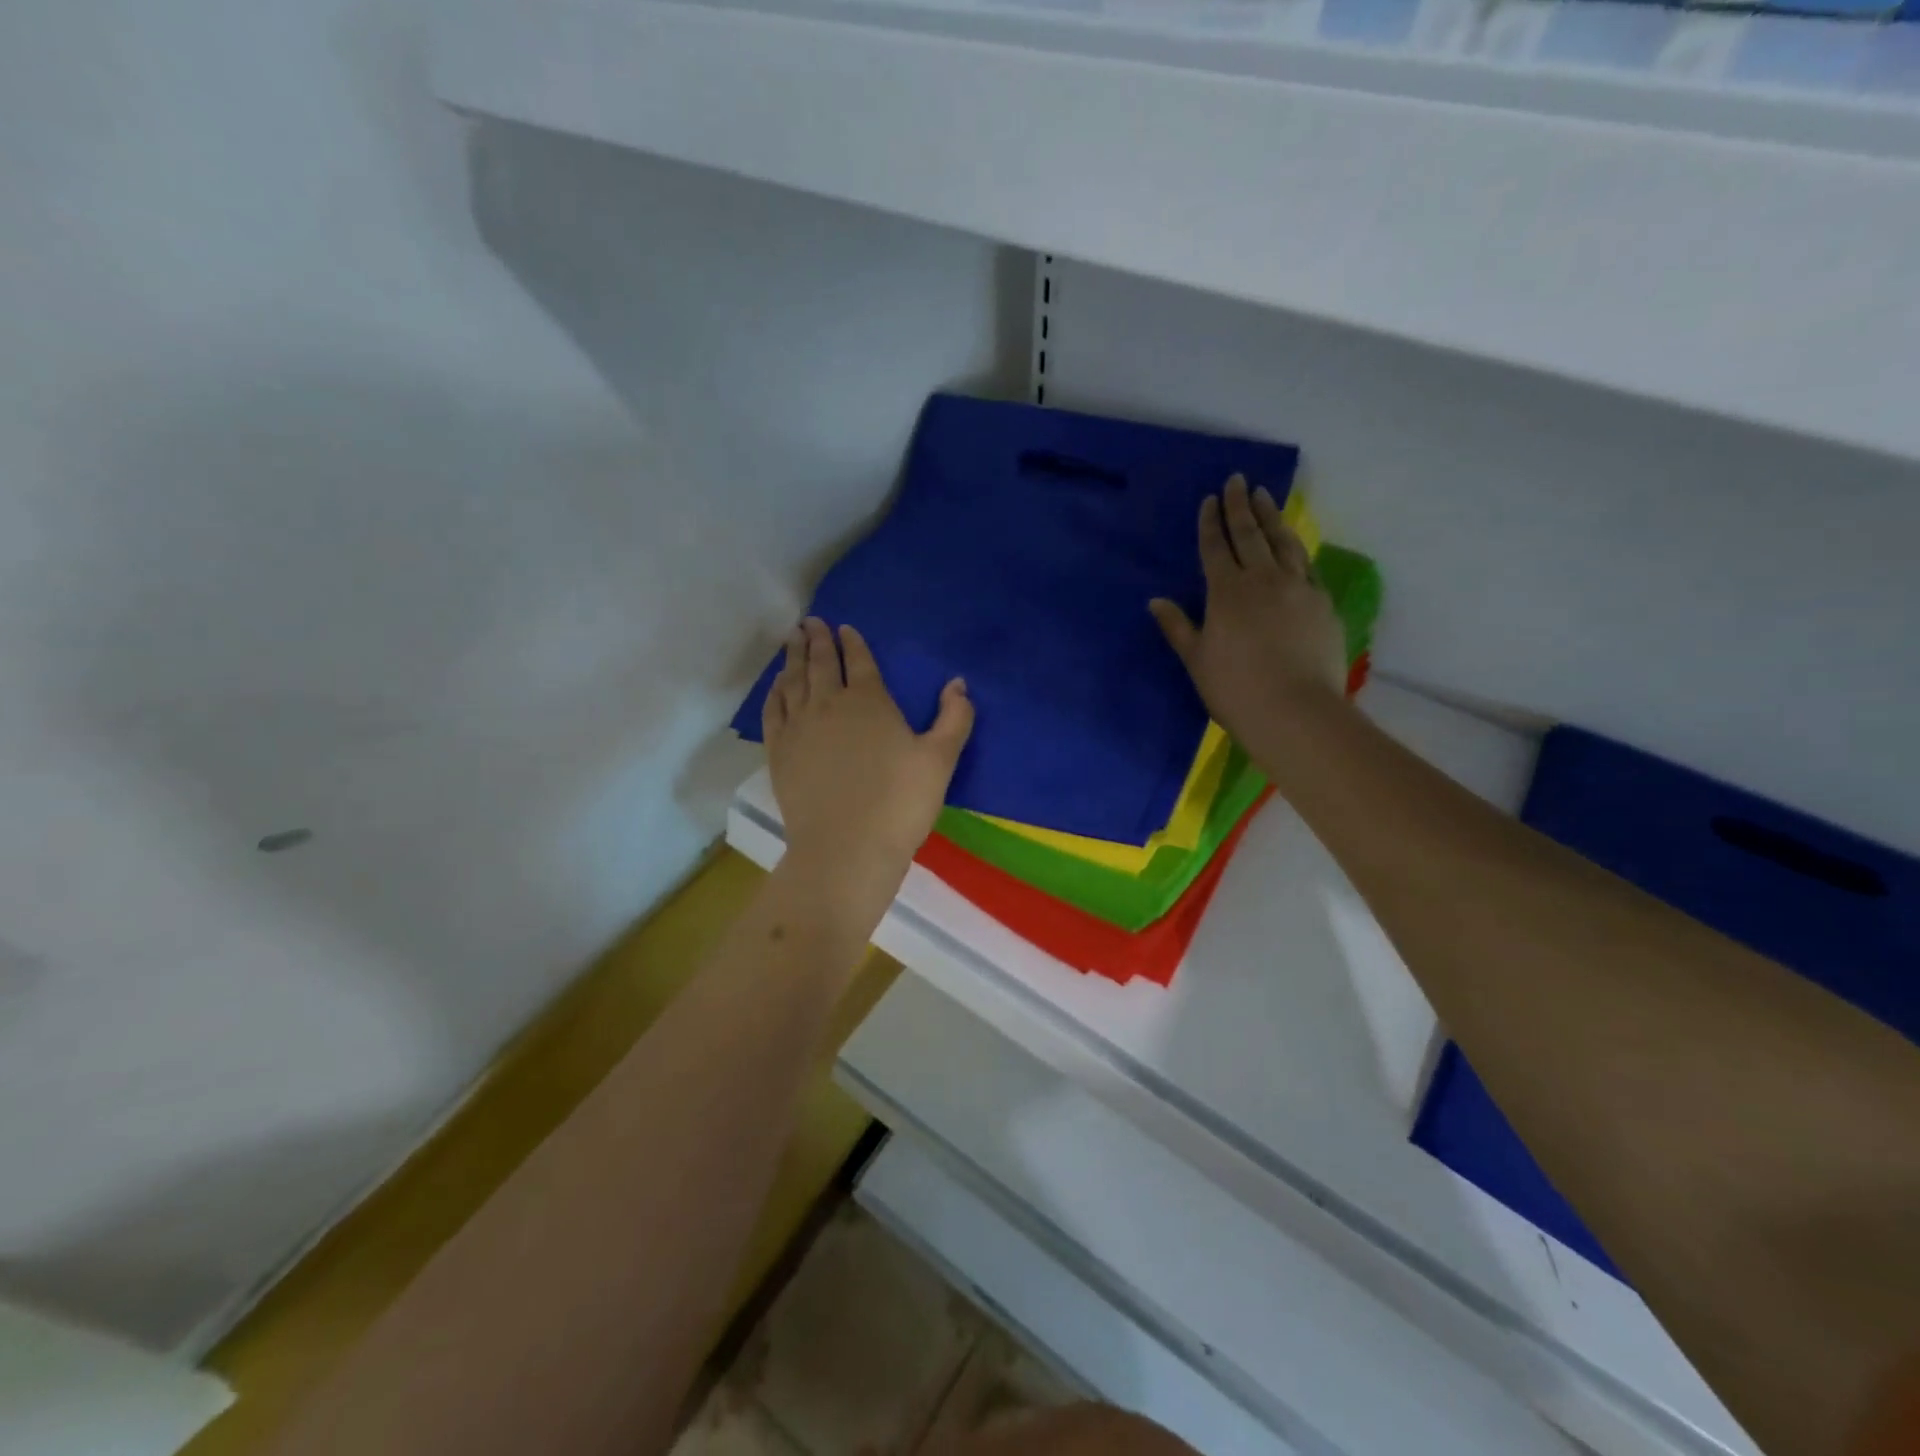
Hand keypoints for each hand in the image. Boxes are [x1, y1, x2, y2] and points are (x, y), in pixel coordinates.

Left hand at [763, 618, 973, 911]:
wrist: (846, 848)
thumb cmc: (900, 803)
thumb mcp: (940, 760)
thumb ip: (954, 718)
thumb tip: (958, 683)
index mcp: (869, 701)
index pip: (858, 661)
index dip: (852, 642)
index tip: (844, 627)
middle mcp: (828, 704)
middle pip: (820, 663)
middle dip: (816, 639)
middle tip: (810, 621)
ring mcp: (799, 727)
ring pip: (793, 680)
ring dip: (792, 656)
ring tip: (791, 637)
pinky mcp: (779, 751)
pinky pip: (773, 710)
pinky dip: (774, 691)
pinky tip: (776, 684)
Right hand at [1149, 474, 1346, 751]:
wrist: (1295, 711)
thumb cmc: (1235, 689)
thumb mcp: (1197, 659)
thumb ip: (1178, 626)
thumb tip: (1155, 601)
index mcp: (1226, 592)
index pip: (1215, 548)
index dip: (1211, 522)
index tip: (1211, 499)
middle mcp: (1263, 580)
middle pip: (1250, 535)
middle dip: (1241, 506)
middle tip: (1238, 480)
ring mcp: (1298, 588)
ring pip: (1283, 543)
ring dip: (1272, 518)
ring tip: (1266, 497)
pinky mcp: (1323, 603)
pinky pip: (1307, 566)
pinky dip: (1297, 549)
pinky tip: (1294, 544)